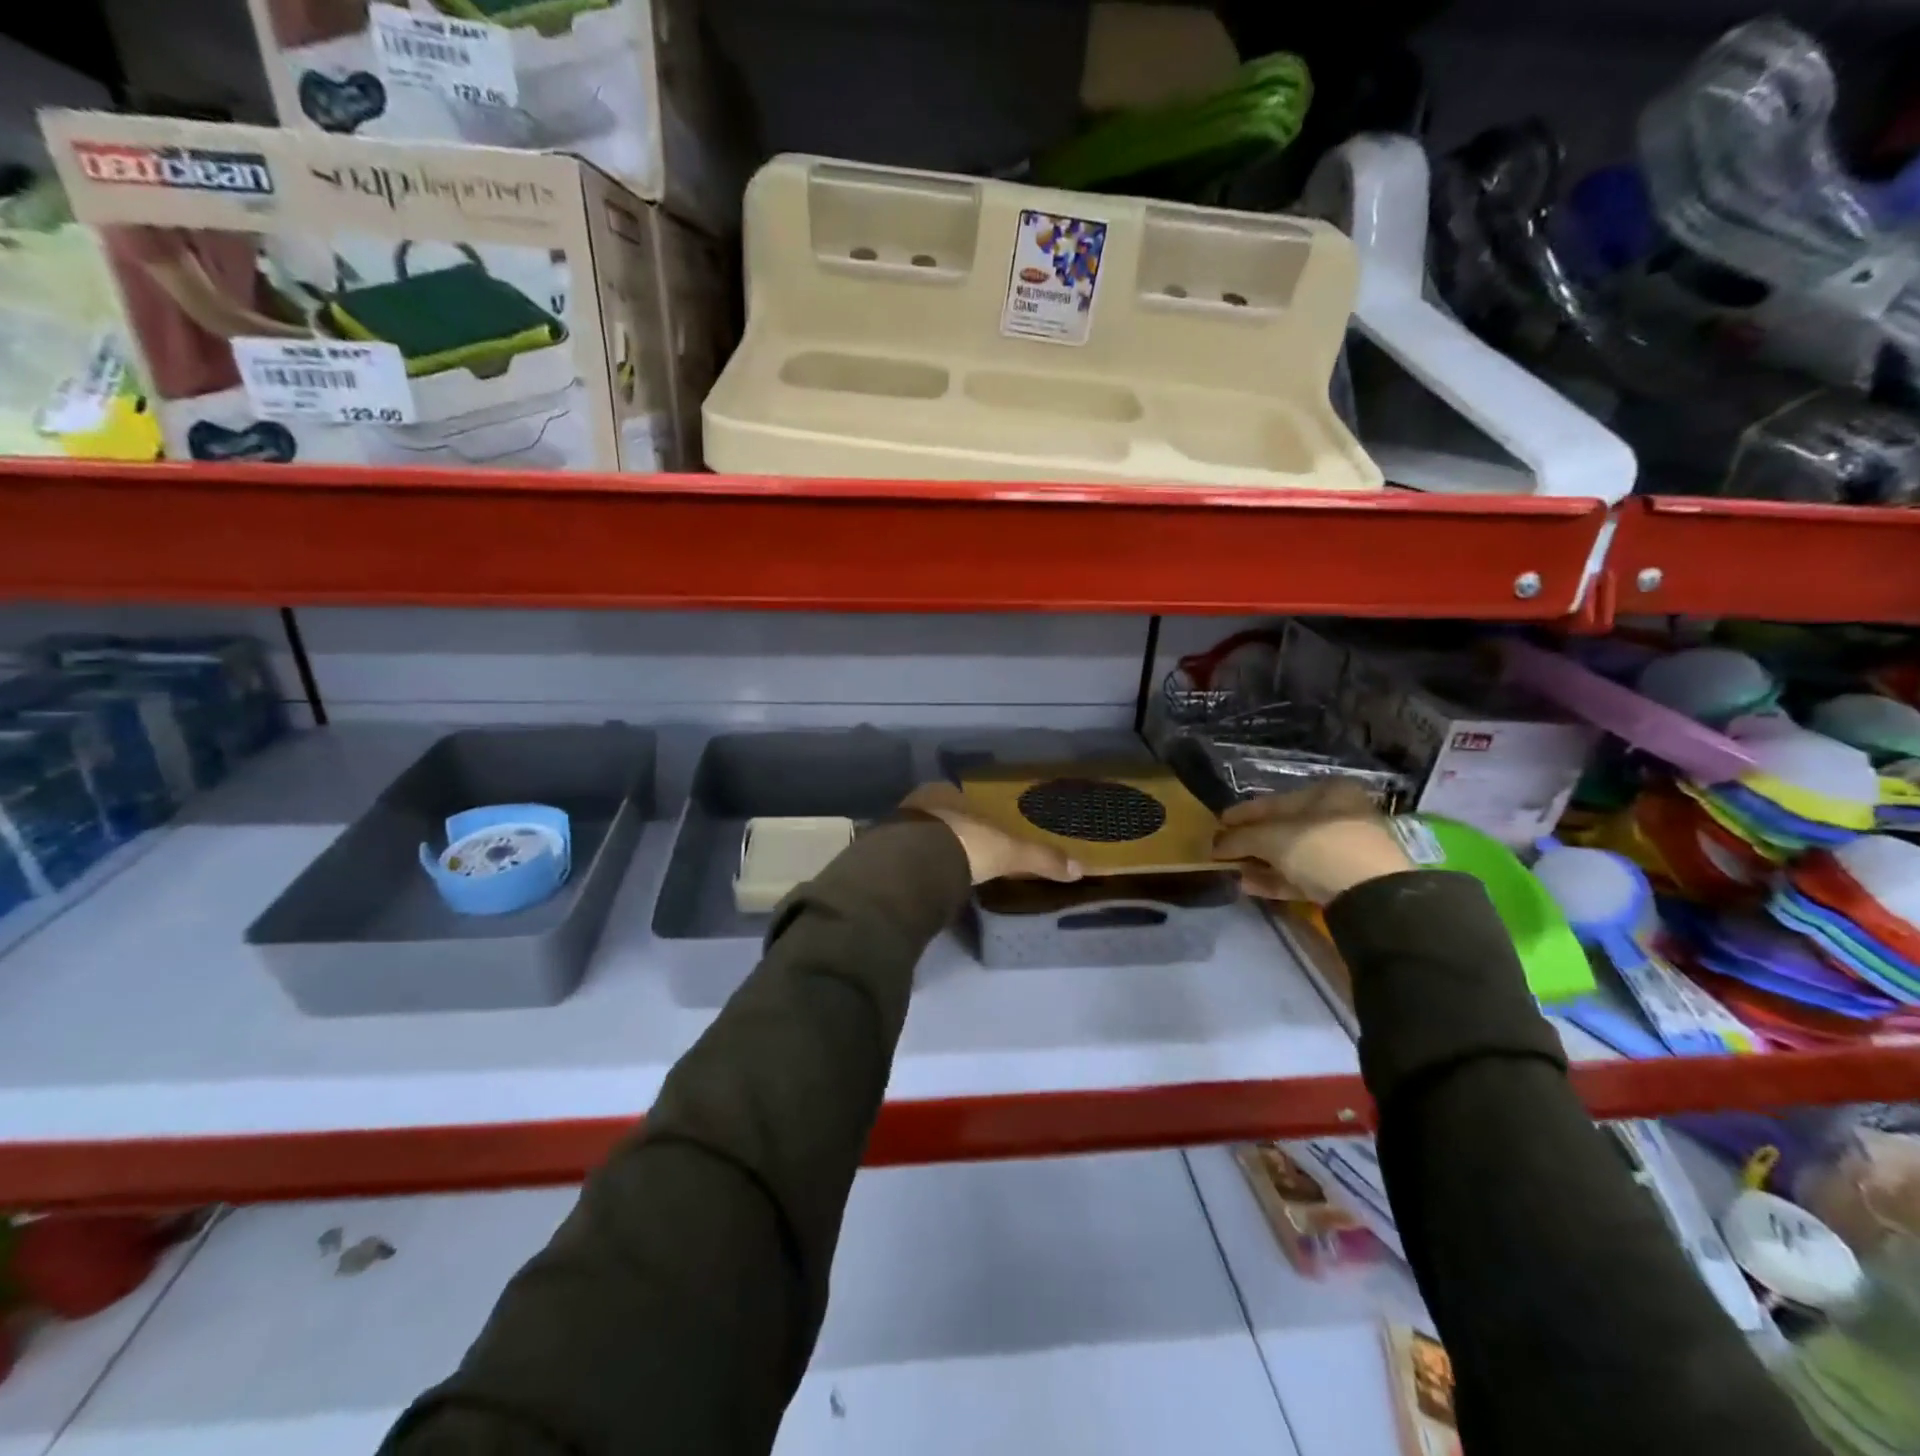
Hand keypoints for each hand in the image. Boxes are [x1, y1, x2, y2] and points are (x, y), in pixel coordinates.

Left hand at [901, 783, 1084, 885]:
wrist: (913, 865)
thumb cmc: (964, 844)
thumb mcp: (1009, 852)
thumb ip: (1040, 858)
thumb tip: (1079, 868)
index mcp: (945, 793)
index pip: (961, 799)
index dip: (972, 814)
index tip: (982, 830)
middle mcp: (918, 803)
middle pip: (937, 816)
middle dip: (948, 832)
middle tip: (963, 852)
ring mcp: (894, 827)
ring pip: (916, 836)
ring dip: (927, 849)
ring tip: (942, 871)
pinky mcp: (880, 854)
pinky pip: (901, 858)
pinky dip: (912, 868)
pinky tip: (921, 883)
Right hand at [1211, 780, 1414, 904]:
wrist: (1372, 896)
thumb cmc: (1321, 848)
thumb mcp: (1272, 838)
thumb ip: (1239, 838)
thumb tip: (1214, 845)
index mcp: (1328, 793)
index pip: (1274, 801)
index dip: (1242, 814)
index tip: (1217, 824)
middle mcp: (1339, 816)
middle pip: (1283, 828)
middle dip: (1250, 841)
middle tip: (1221, 851)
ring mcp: (1343, 851)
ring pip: (1291, 854)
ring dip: (1259, 863)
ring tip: (1231, 871)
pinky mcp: (1343, 882)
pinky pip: (1301, 876)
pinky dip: (1275, 880)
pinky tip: (1248, 886)